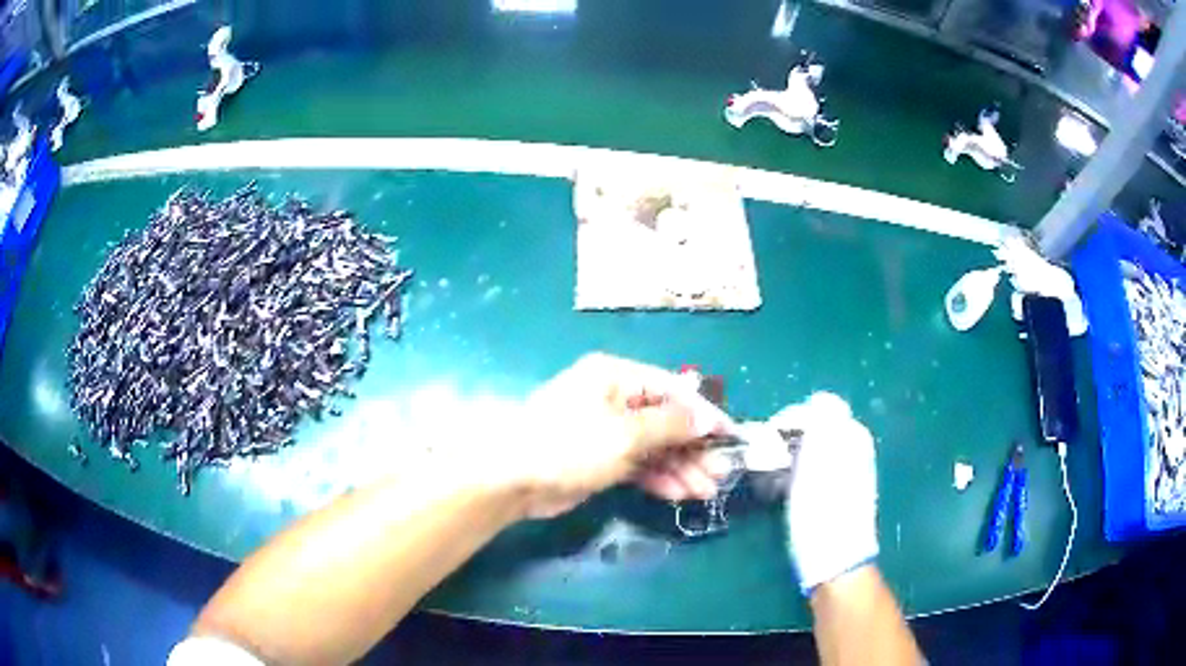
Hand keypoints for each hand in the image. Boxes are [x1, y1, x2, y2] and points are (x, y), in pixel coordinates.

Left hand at [499, 354, 732, 518]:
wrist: (514, 478)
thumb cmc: (570, 443)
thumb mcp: (625, 432)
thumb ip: (670, 425)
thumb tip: (707, 419)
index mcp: (616, 376)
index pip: (672, 389)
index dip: (703, 413)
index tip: (730, 435)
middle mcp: (613, 398)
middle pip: (665, 420)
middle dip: (693, 447)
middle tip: (720, 472)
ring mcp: (606, 431)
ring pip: (654, 446)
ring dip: (680, 467)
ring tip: (705, 490)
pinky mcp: (599, 459)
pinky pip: (638, 464)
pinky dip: (657, 478)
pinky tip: (678, 493)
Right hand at [772, 392, 878, 592]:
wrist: (835, 560)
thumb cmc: (823, 510)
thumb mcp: (819, 460)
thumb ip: (823, 422)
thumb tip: (819, 399)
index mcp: (852, 435)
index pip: (817, 407)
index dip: (789, 419)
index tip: (766, 440)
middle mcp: (856, 446)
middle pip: (816, 427)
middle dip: (789, 437)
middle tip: (767, 459)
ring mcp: (850, 470)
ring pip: (814, 448)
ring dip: (791, 455)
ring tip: (774, 476)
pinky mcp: (842, 491)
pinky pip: (817, 467)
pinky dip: (800, 471)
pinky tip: (789, 491)